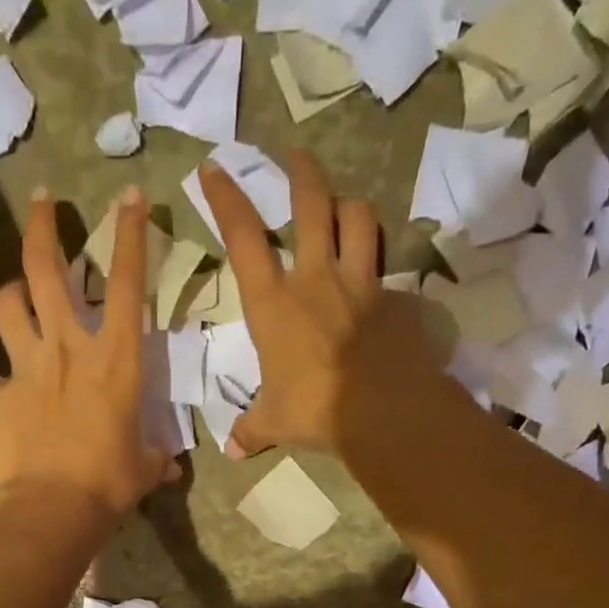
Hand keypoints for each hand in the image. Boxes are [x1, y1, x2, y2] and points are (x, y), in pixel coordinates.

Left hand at [0, 186, 177, 519]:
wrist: (49, 507)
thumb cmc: (109, 484)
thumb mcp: (143, 468)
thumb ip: (155, 458)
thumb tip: (167, 466)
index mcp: (116, 359)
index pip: (128, 283)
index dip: (130, 234)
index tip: (130, 195)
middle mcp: (68, 347)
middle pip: (46, 267)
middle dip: (44, 225)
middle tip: (44, 200)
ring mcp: (27, 366)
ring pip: (8, 303)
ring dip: (13, 289)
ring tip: (18, 292)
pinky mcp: (0, 394)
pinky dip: (5, 376)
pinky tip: (10, 390)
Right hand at [199, 150, 439, 458]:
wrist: (381, 410)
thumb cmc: (314, 409)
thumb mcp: (274, 422)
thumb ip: (252, 429)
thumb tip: (232, 451)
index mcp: (274, 304)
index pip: (243, 238)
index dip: (226, 199)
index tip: (213, 169)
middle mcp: (316, 279)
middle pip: (311, 205)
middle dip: (300, 173)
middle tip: (295, 156)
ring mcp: (360, 284)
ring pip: (358, 219)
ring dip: (348, 204)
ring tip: (342, 204)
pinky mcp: (395, 299)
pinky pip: (388, 271)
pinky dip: (381, 268)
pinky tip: (379, 283)